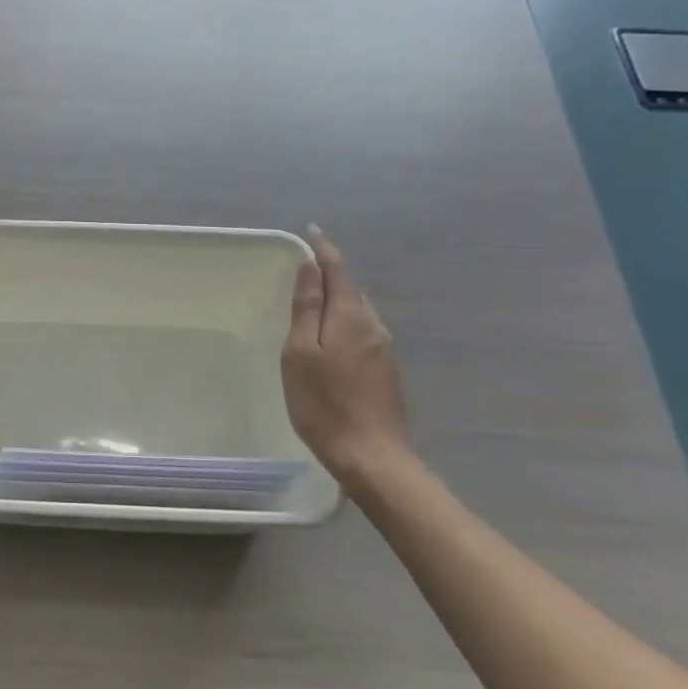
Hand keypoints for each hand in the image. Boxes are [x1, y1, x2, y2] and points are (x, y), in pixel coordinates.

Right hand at [282, 225, 418, 494]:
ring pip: (358, 311)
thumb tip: (311, 268)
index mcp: (352, 316)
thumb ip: (307, 308)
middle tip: (307, 265)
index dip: (324, 250)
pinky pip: (361, 331)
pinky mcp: (385, 371)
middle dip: (331, 273)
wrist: (372, 457)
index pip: (339, 271)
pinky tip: (330, 337)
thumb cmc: (325, 403)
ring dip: (337, 298)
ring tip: (314, 297)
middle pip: (351, 289)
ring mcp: (384, 350)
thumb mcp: (302, 353)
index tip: (312, 231)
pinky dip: (343, 321)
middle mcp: (374, 326)